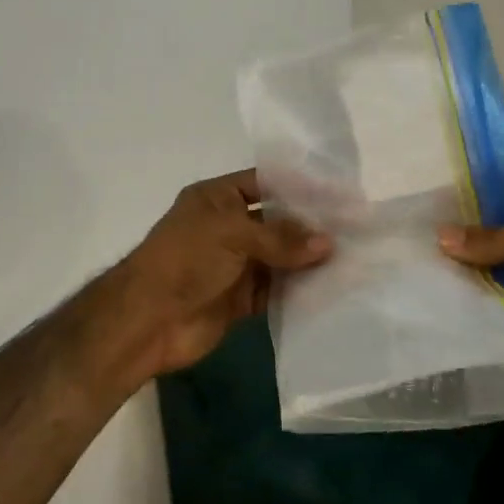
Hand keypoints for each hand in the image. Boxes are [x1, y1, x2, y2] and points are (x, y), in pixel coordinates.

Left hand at [105, 169, 331, 382]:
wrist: (147, 320)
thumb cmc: (185, 259)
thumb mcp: (231, 234)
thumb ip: (281, 237)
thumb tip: (328, 243)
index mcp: (217, 198)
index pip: (265, 183)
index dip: (299, 188)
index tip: (339, 194)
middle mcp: (228, 227)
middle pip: (277, 222)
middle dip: (311, 226)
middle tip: (356, 228)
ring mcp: (236, 264)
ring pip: (281, 258)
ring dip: (309, 260)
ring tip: (353, 257)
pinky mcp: (242, 299)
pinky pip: (277, 290)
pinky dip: (300, 290)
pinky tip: (332, 287)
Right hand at [438, 168, 503, 404]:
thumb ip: (496, 237)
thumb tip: (440, 238)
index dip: (486, 177)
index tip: (442, 178)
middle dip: (470, 221)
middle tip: (422, 216)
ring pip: (503, 258)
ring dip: (472, 259)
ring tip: (422, 250)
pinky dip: (482, 290)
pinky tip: (443, 285)